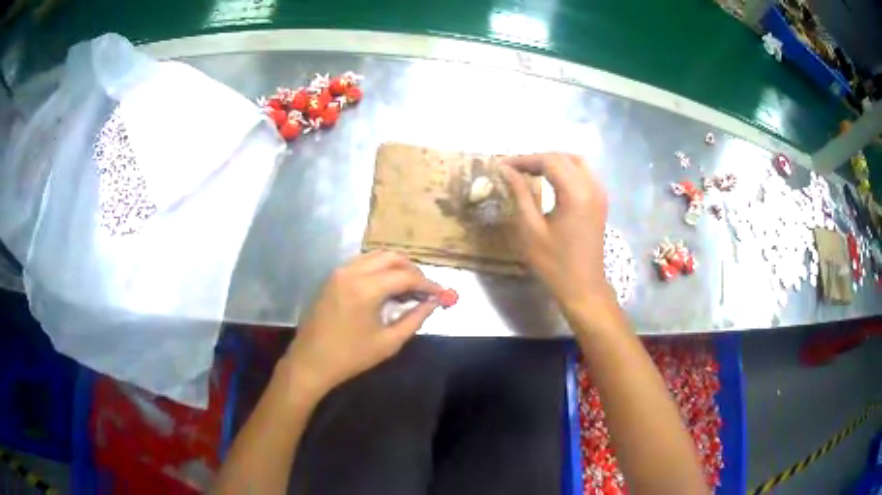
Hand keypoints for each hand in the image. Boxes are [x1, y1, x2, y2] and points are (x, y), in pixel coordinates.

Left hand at [283, 252, 440, 396]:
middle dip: (413, 270)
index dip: (428, 284)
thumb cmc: (351, 357)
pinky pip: (362, 262)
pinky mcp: (333, 277)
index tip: (442, 294)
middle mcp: (352, 272)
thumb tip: (433, 303)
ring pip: (376, 256)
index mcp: (366, 288)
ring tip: (408, 288)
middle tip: (425, 290)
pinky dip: (379, 268)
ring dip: (396, 267)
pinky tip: (386, 287)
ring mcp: (340, 272)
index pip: (406, 276)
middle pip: (392, 257)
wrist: (311, 362)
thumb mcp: (388, 342)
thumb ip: (414, 319)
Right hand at [503, 153, 612, 311]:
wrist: (583, 288)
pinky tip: (551, 181)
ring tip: (530, 171)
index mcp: (575, 192)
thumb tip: (506, 170)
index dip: (524, 159)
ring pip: (576, 162)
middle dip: (537, 159)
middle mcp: (592, 186)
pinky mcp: (601, 202)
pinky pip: (584, 174)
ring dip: (553, 162)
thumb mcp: (531, 229)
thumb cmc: (554, 263)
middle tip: (514, 168)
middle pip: (563, 157)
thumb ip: (520, 194)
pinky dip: (566, 170)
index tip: (502, 165)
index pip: (548, 161)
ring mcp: (600, 193)